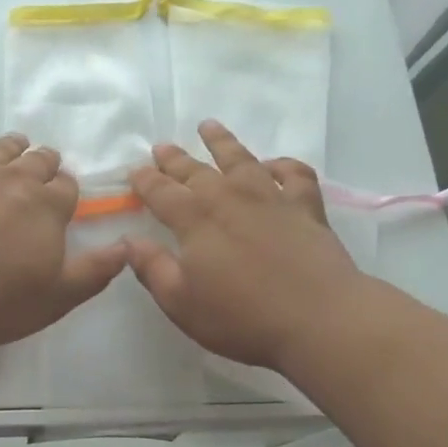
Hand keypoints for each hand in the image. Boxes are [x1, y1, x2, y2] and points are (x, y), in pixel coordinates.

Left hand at [0, 121, 127, 345]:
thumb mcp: (58, 297)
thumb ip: (94, 271)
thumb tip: (127, 247)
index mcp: (46, 207)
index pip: (66, 188)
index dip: (67, 189)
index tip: (65, 193)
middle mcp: (10, 182)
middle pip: (35, 162)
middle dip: (44, 162)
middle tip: (45, 164)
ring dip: (8, 146)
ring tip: (15, 143)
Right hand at [125, 121, 361, 368]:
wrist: (320, 320)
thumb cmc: (242, 317)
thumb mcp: (181, 302)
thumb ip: (152, 268)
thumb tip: (128, 241)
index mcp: (195, 221)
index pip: (162, 192)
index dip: (145, 180)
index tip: (134, 170)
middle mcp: (229, 199)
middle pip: (196, 171)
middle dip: (175, 159)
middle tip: (161, 146)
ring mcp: (271, 199)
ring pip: (241, 160)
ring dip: (222, 142)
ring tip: (209, 126)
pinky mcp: (306, 208)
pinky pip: (294, 175)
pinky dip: (282, 165)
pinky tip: (273, 166)